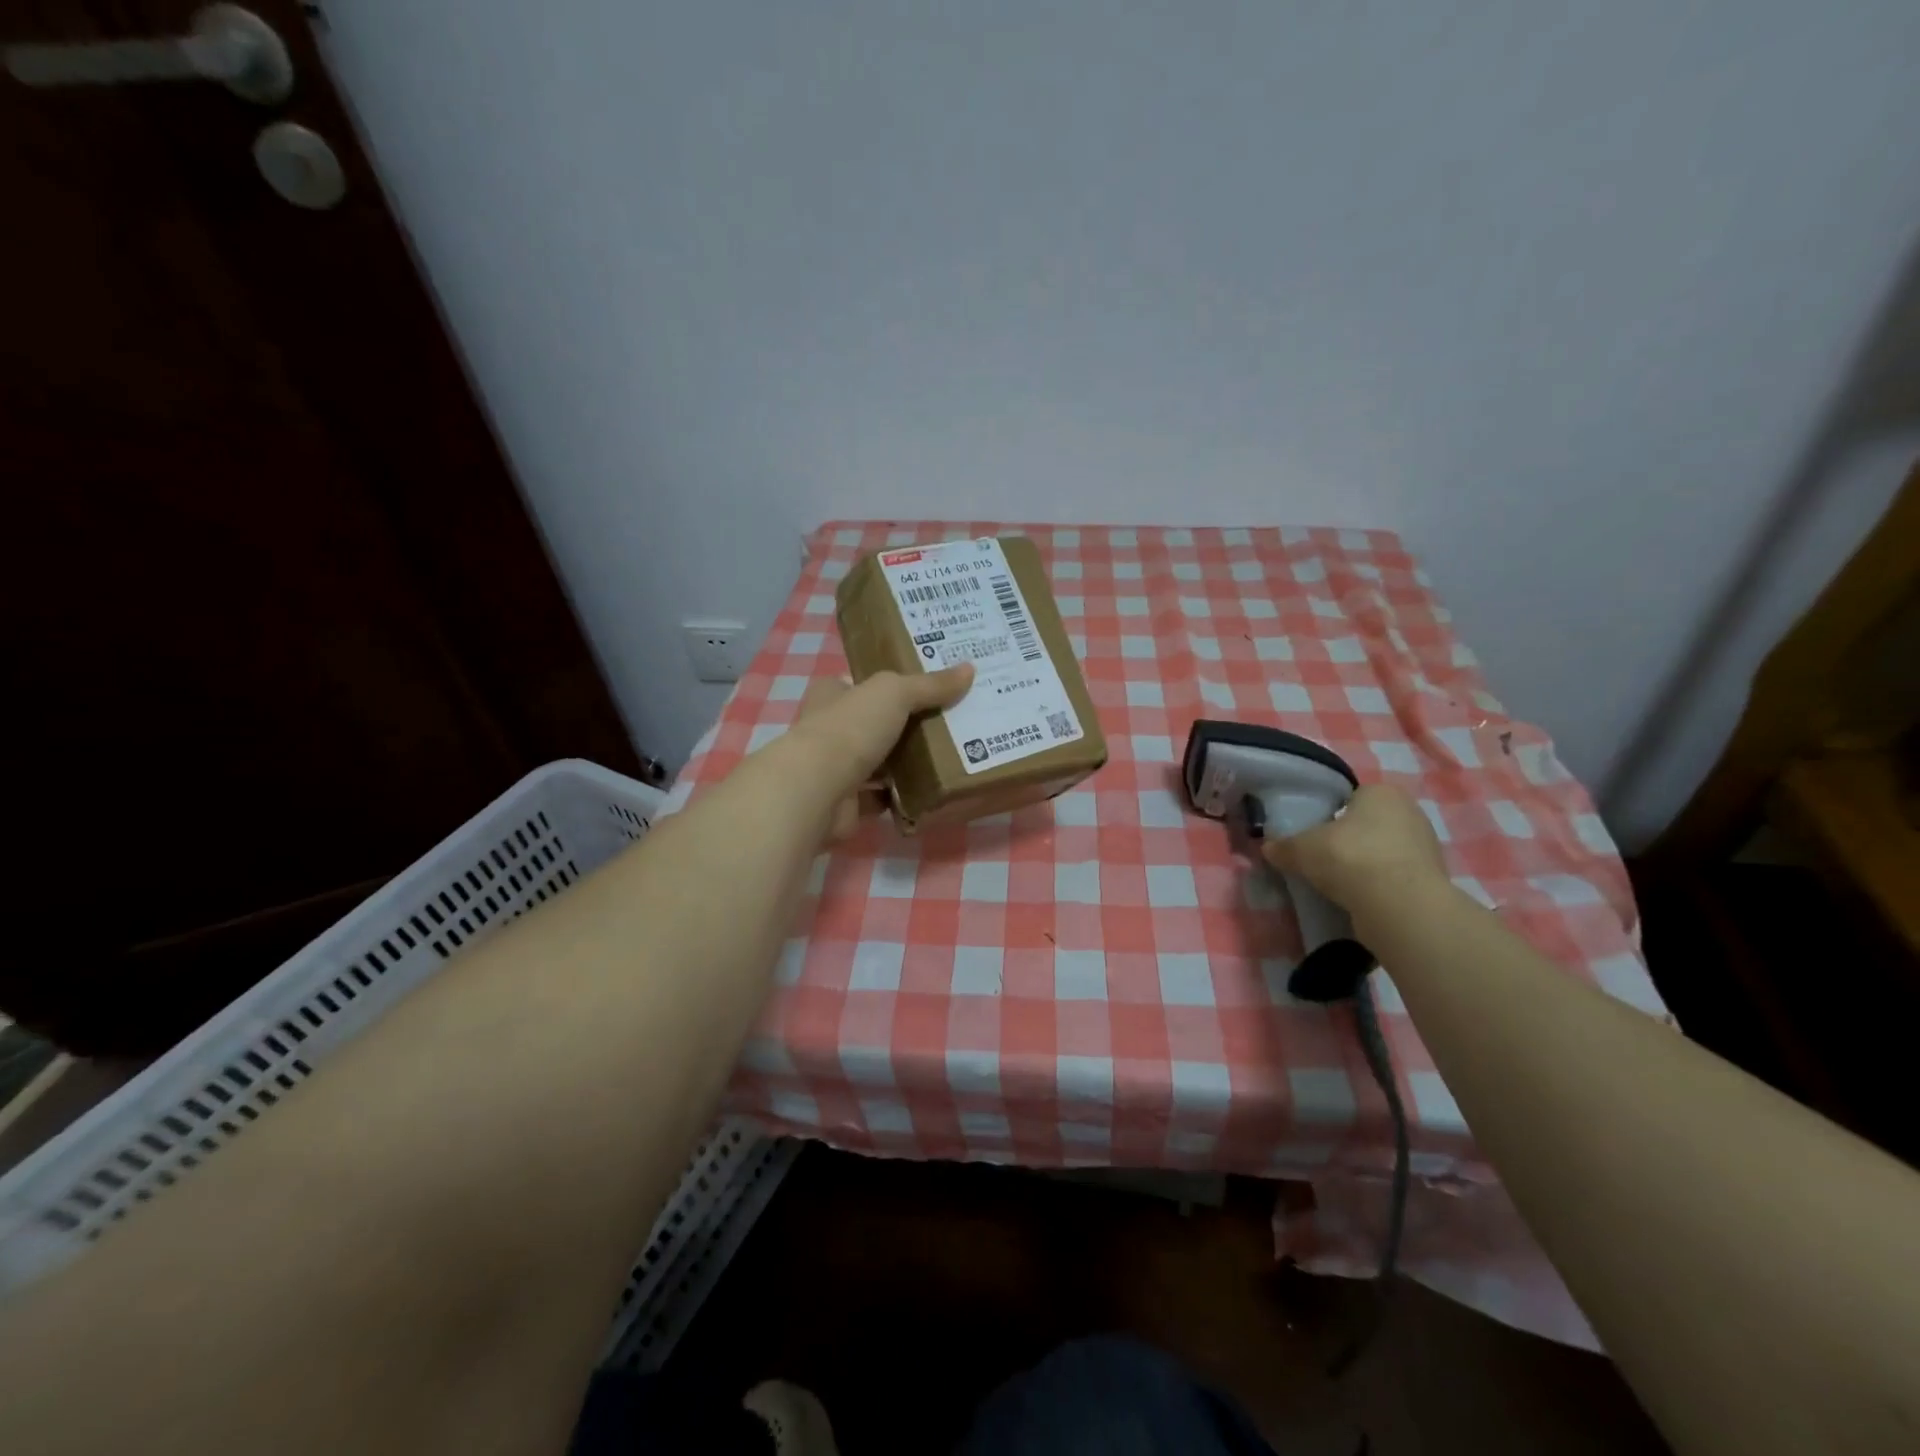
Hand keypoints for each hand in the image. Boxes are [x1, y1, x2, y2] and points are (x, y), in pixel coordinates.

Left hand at [780, 664, 973, 837]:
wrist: (818, 790)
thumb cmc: (850, 728)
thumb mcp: (895, 693)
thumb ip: (929, 685)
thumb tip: (969, 669)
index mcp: (832, 695)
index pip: (862, 684)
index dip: (891, 684)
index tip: (928, 687)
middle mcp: (830, 729)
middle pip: (874, 724)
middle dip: (905, 725)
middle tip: (950, 722)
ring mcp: (836, 769)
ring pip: (878, 762)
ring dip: (905, 763)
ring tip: (949, 757)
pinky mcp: (846, 804)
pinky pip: (881, 798)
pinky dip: (902, 797)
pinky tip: (931, 792)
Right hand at [1260, 783, 1448, 929]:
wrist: (1400, 906)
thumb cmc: (1350, 858)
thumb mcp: (1301, 849)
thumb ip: (1284, 846)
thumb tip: (1268, 848)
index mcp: (1381, 792)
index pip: (1351, 798)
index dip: (1330, 816)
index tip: (1315, 835)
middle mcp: (1410, 812)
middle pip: (1369, 825)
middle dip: (1349, 840)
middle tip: (1323, 859)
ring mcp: (1427, 847)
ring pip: (1384, 852)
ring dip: (1365, 865)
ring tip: (1340, 884)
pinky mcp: (1433, 880)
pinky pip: (1395, 877)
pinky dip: (1379, 886)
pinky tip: (1360, 899)